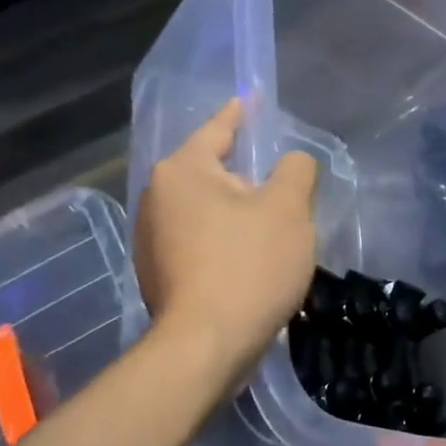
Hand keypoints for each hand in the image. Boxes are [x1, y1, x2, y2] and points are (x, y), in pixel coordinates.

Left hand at [133, 100, 318, 382]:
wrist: (208, 344)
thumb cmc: (250, 265)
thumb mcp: (289, 208)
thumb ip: (296, 170)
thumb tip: (292, 161)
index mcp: (183, 171)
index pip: (217, 130)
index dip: (240, 115)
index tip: (250, 101)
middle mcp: (156, 198)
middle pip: (210, 173)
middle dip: (244, 176)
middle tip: (280, 186)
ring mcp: (150, 240)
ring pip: (204, 211)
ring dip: (234, 214)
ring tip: (268, 228)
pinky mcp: (157, 275)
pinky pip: (198, 242)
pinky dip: (222, 243)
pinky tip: (247, 262)